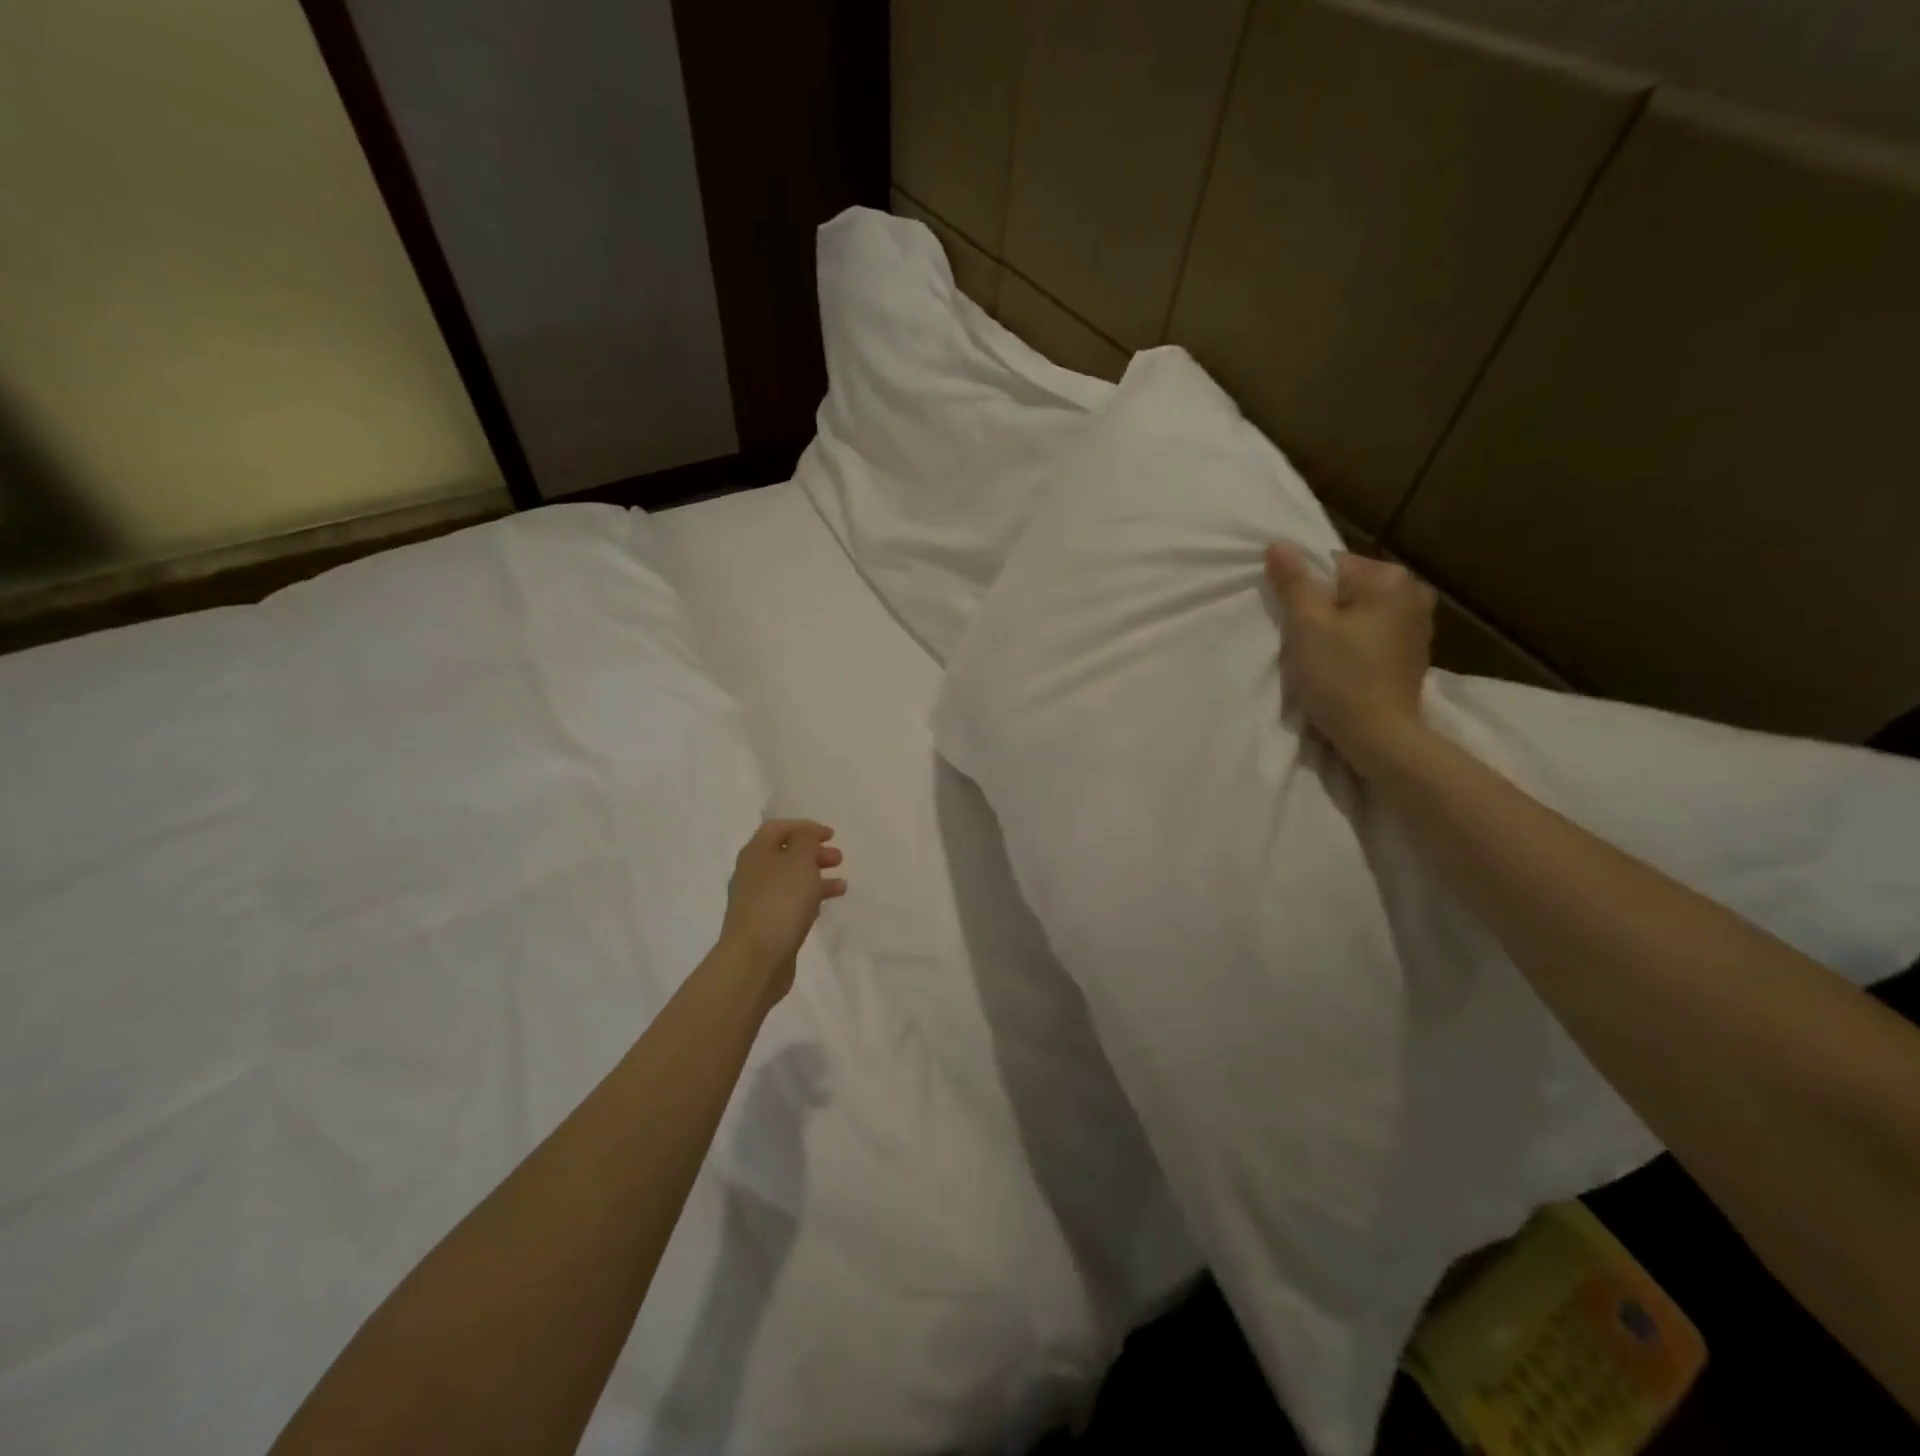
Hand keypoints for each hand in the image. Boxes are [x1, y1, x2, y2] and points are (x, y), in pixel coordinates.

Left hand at [717, 819, 846, 1002]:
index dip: (805, 827)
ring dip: (815, 877)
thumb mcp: (799, 861)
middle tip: (838, 858)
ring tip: (841, 885)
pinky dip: (808, 899)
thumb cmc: (780, 902)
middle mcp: (752, 873)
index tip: (831, 835)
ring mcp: (756, 901)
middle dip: (813, 853)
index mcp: (756, 852)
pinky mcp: (764, 925)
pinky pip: (789, 904)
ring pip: (790, 880)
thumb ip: (806, 841)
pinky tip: (824, 907)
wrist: (755, 960)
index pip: (779, 828)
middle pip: (784, 854)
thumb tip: (804, 838)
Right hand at [1264, 543, 1435, 769]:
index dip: (1304, 592)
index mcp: (1389, 578)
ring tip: (1323, 658)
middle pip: (1347, 588)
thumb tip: (1279, 544)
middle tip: (1305, 642)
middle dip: (1322, 609)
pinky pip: (1373, 633)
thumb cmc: (1339, 675)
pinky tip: (1344, 668)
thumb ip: (1293, 581)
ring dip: (1338, 628)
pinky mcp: (1414, 652)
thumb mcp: (1306, 625)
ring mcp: (1419, 623)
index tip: (1295, 623)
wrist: (1379, 735)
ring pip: (1360, 612)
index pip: (1331, 565)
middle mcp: (1413, 592)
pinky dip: (1355, 644)